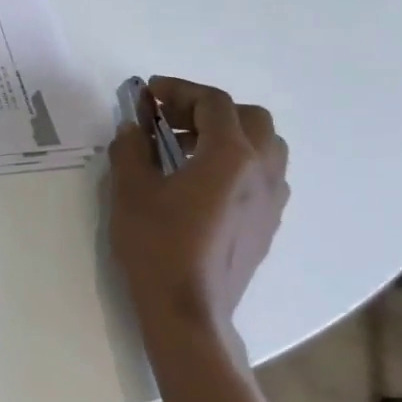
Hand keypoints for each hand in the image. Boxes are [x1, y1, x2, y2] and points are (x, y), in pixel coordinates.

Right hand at [109, 78, 289, 351]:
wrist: (188, 310)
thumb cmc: (157, 245)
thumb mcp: (130, 191)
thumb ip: (130, 149)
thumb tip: (132, 128)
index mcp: (230, 156)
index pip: (213, 103)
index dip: (180, 90)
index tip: (149, 94)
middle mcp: (261, 170)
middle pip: (250, 117)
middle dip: (209, 110)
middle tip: (171, 121)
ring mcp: (271, 200)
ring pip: (265, 146)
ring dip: (230, 136)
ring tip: (189, 150)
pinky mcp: (268, 224)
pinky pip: (264, 176)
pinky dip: (239, 164)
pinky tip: (204, 185)